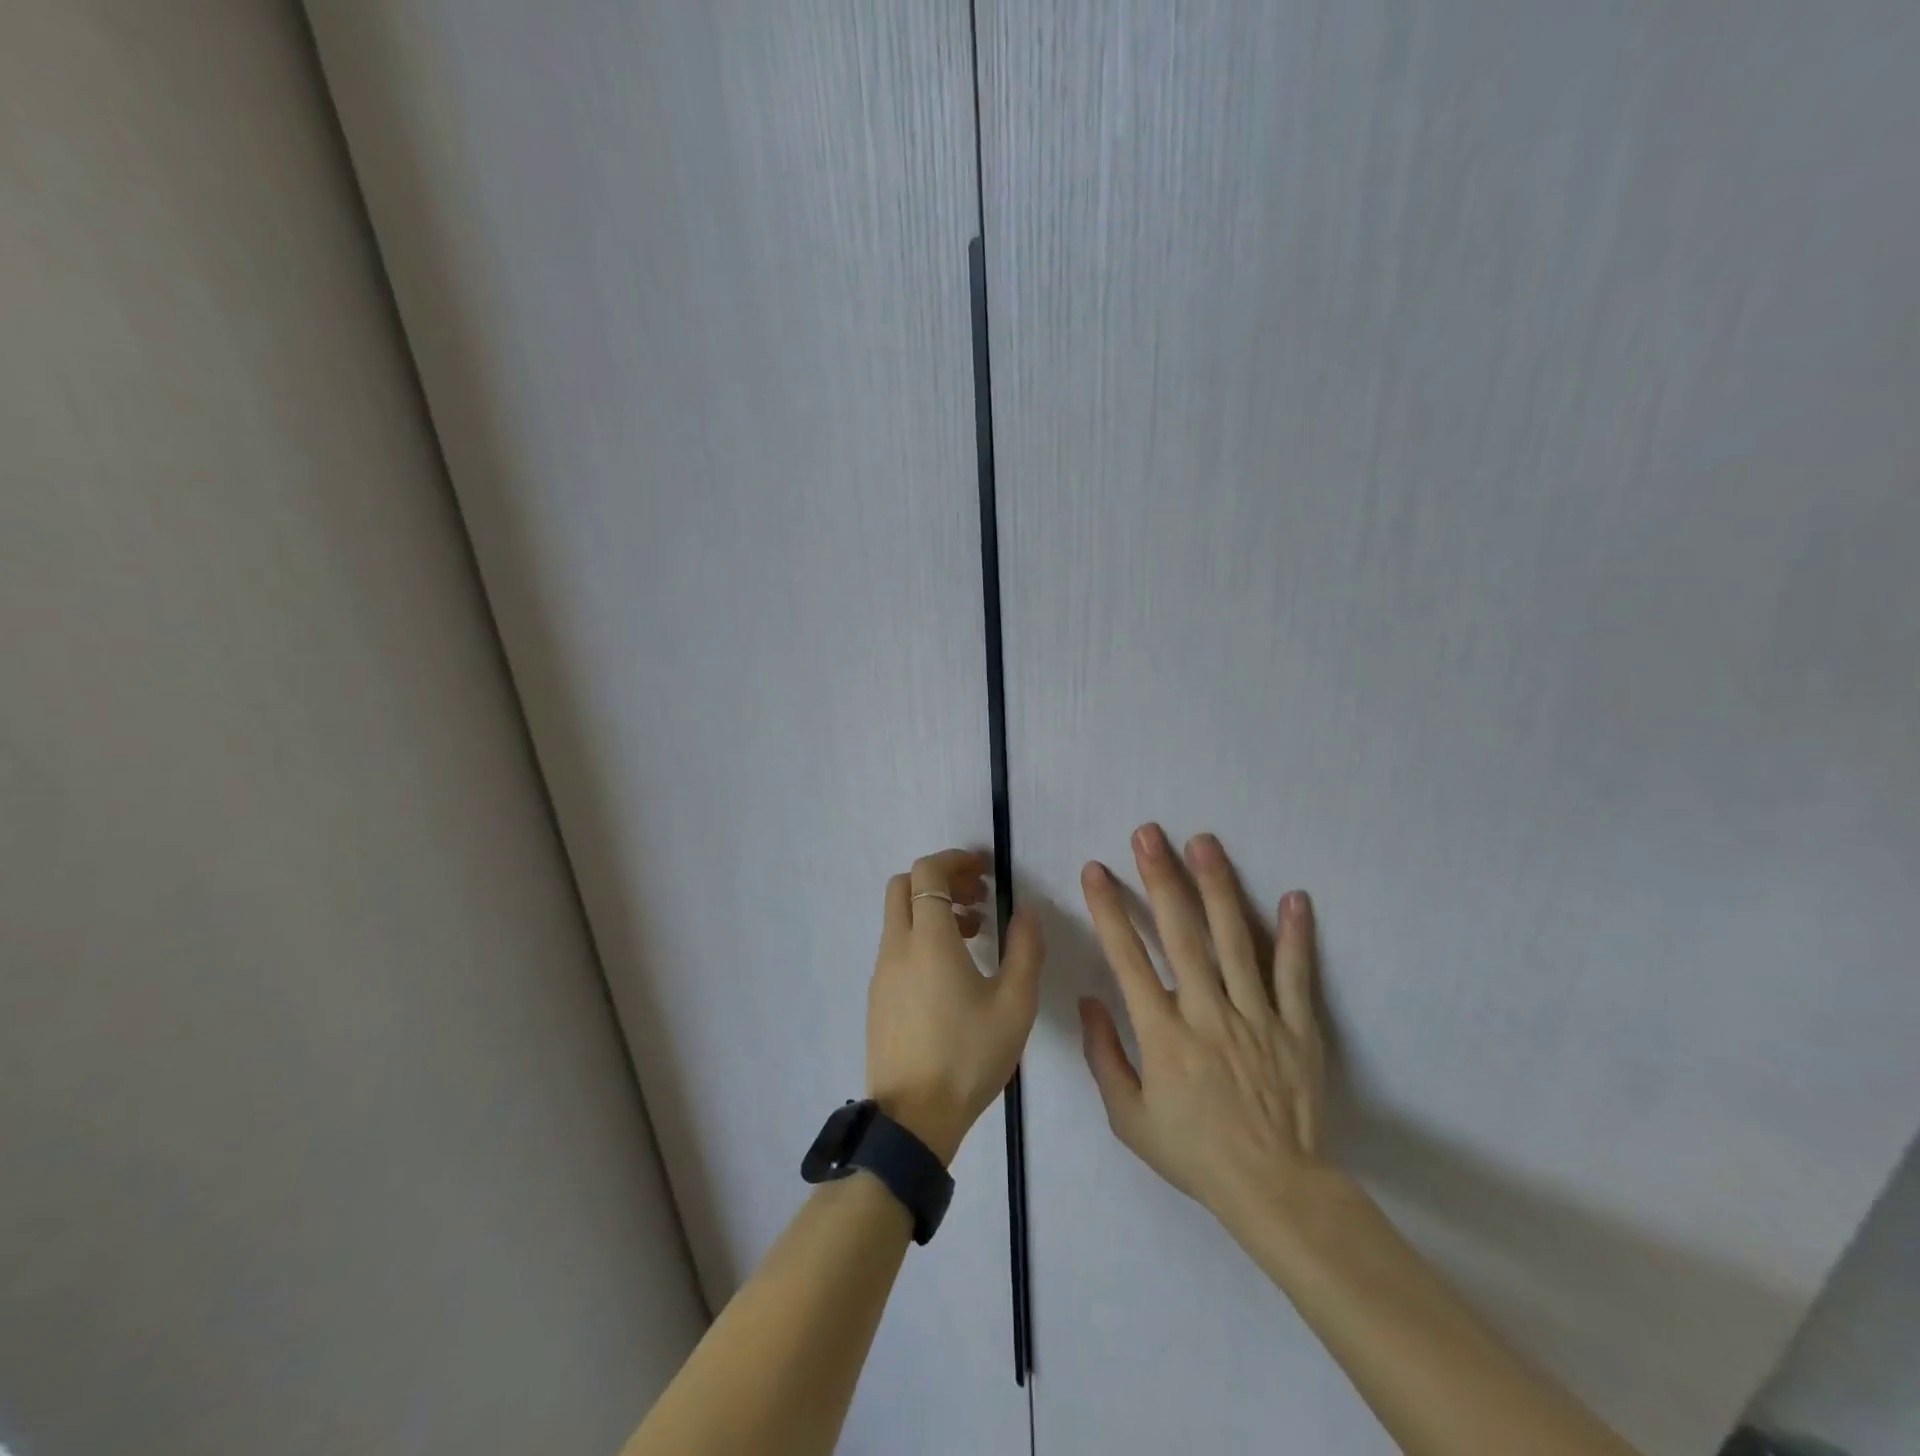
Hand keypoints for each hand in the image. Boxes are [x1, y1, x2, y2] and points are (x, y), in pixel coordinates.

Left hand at [867, 850, 1044, 1164]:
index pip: (927, 873)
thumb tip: (1027, 909)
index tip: (984, 870)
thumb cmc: (968, 1057)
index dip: (955, 860)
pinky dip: (921, 935)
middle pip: (905, 885)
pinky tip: (953, 969)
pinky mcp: (878, 995)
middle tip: (978, 896)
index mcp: (928, 940)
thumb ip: (1025, 949)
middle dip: (941, 879)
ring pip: (899, 916)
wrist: (913, 1119)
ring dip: (933, 909)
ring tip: (976, 933)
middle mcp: (896, 946)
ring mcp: (882, 972)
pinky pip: (896, 944)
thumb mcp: (1015, 1005)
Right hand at [1078, 824, 1330, 1233]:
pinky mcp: (1297, 1028)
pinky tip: (1294, 896)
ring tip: (1204, 843)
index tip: (1095, 870)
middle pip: (1181, 934)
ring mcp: (1256, 1017)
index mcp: (1163, 1034)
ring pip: (1235, 940)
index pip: (1128, 958)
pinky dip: (1296, 936)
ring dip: (1218, 887)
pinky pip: (1295, 975)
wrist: (1274, 1191)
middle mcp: (1207, 1013)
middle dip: (1160, 878)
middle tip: (1148, 834)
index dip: (1109, 910)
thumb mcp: (1129, 1119)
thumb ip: (1104, 1056)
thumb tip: (1088, 1000)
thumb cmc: (1194, 1153)